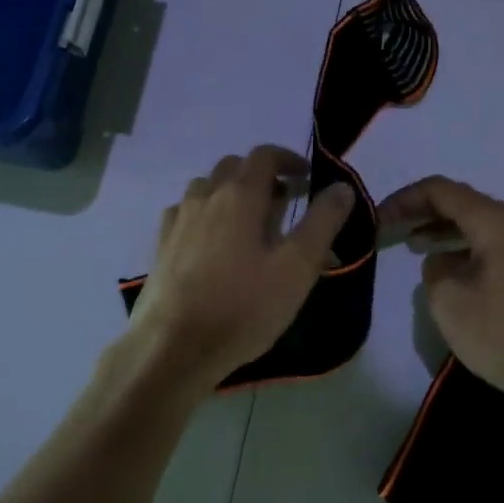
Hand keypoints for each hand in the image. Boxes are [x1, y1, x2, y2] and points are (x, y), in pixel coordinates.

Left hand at [128, 146, 355, 389]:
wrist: (173, 347)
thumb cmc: (243, 306)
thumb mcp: (297, 267)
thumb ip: (322, 222)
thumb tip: (342, 187)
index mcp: (239, 194)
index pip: (265, 155)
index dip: (289, 159)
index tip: (307, 178)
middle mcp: (205, 195)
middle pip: (234, 166)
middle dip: (262, 176)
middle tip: (284, 203)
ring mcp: (178, 219)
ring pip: (207, 187)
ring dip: (231, 193)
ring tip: (249, 224)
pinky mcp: (161, 244)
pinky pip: (186, 213)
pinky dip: (206, 214)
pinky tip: (213, 243)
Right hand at [376, 176, 503, 403]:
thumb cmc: (503, 332)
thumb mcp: (448, 300)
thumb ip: (433, 269)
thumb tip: (441, 261)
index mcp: (494, 221)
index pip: (440, 190)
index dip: (404, 200)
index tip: (378, 218)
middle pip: (460, 202)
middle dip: (422, 212)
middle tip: (390, 228)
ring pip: (476, 224)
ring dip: (442, 230)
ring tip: (412, 244)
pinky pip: (489, 244)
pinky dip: (462, 247)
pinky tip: (446, 268)